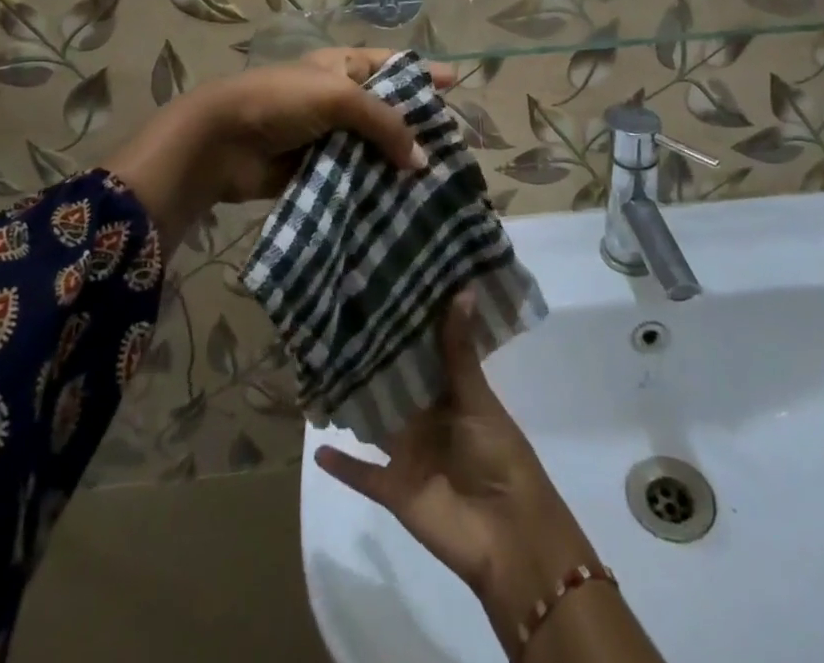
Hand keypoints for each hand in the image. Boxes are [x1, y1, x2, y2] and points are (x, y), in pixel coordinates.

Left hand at [108, 48, 454, 251]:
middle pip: (387, 110)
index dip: (422, 71)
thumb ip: (384, 124)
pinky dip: (374, 189)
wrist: (221, 142)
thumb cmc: (281, 102)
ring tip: (435, 182)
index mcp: (341, 66)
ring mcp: (326, 136)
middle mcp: (337, 98)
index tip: (456, 82)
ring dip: (397, 163)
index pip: (391, 64)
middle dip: (416, 125)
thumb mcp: (339, 98)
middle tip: (453, 146)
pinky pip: (354, 178)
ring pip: (373, 148)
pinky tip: (401, 205)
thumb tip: (422, 160)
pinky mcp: (316, 170)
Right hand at [315, 294, 598, 645]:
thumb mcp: (478, 398)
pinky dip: (342, 464)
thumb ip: (460, 350)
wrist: (508, 535)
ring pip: (375, 423)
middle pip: (395, 385)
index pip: (423, 354)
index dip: (406, 327)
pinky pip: (362, 474)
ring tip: (318, 372)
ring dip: (353, 406)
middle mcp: (426, 417)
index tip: (381, 290)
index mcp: (450, 393)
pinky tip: (316, 447)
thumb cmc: (500, 456)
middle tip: (339, 321)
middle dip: (373, 360)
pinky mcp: (393, 487)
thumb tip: (462, 288)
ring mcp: (408, 452)